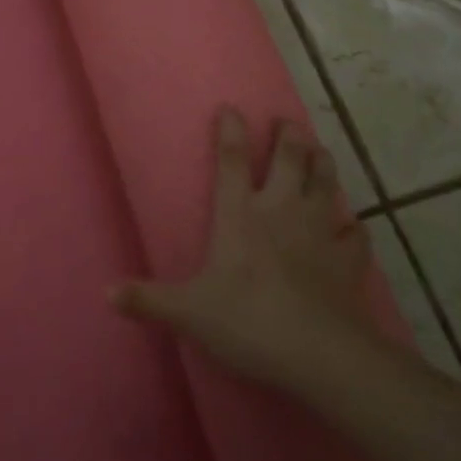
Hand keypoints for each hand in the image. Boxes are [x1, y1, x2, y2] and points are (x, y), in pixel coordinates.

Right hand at [112, 107, 383, 398]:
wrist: (319, 353)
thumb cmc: (247, 321)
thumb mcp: (188, 312)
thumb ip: (149, 299)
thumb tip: (106, 293)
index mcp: (240, 214)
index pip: (232, 159)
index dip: (230, 130)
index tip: (231, 108)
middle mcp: (282, 210)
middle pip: (290, 157)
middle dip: (288, 135)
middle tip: (286, 123)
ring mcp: (320, 230)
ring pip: (327, 182)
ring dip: (323, 163)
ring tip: (319, 153)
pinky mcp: (349, 258)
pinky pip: (355, 232)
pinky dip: (352, 227)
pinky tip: (350, 227)